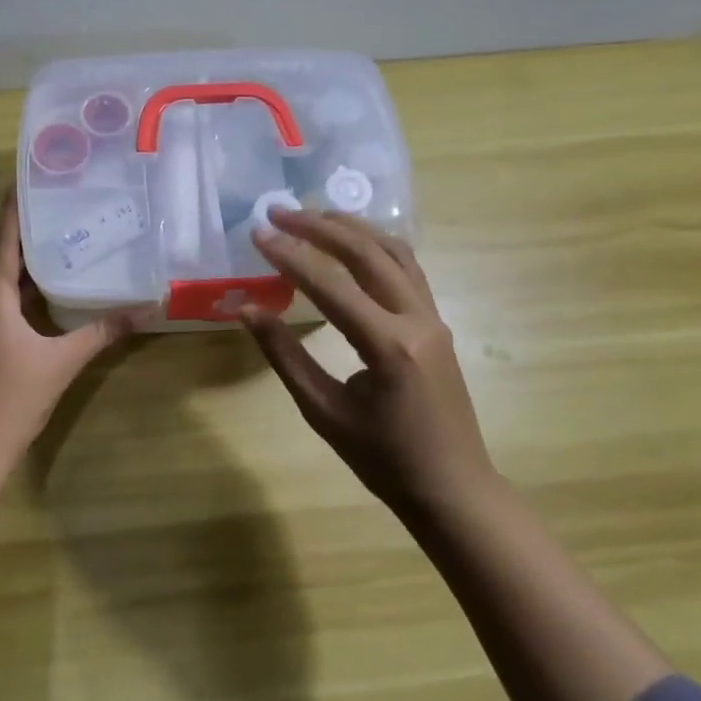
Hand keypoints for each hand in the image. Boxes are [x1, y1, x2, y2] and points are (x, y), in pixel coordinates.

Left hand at [0, 191, 138, 466]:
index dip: (16, 208)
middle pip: (0, 251)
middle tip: (59, 200)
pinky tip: (51, 282)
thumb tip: (144, 309)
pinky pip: (3, 295)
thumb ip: (101, 332)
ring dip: (25, 254)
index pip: (3, 239)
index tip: (33, 178)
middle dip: (25, 225)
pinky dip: (24, 281)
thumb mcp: (62, 362)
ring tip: (60, 231)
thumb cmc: (13, 398)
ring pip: (0, 275)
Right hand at [241, 210, 493, 516]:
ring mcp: (432, 318)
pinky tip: (352, 241)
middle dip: (319, 226)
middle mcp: (416, 320)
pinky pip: (407, 269)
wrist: (453, 488)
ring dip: (351, 228)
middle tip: (279, 212)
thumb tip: (247, 310)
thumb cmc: (384, 459)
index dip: (290, 256)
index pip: (331, 285)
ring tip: (312, 214)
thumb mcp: (323, 411)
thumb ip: (284, 355)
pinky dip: (376, 245)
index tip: (258, 234)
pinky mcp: (436, 323)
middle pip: (366, 253)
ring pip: (393, 252)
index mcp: (387, 346)